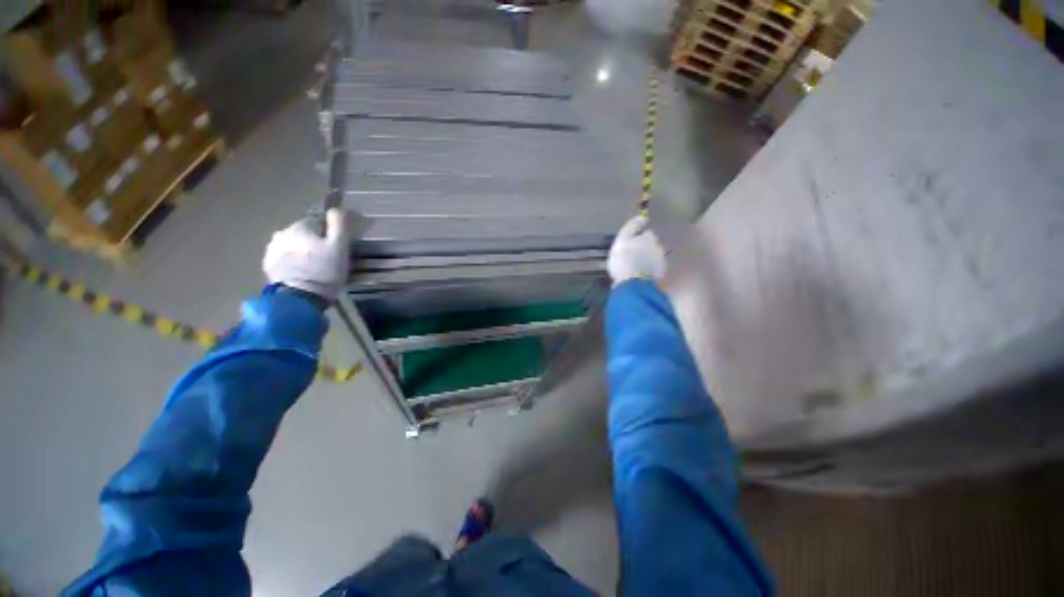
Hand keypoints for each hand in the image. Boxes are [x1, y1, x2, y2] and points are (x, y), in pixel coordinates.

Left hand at [263, 208, 349, 302]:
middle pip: (304, 233)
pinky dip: (294, 262)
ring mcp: (272, 250)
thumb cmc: (324, 270)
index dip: (330, 234)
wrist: (300, 298)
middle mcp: (282, 233)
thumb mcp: (340, 246)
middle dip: (315, 242)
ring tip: (315, 267)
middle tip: (328, 259)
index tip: (338, 247)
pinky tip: (303, 273)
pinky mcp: (268, 266)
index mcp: (300, 226)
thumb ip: (339, 224)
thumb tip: (337, 208)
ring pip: (293, 245)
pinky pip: (285, 258)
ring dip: (303, 252)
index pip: (318, 222)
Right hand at [608, 215, 664, 285]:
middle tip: (634, 254)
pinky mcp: (660, 274)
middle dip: (645, 248)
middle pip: (652, 245)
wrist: (633, 284)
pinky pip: (653, 268)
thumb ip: (632, 227)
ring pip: (653, 256)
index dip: (640, 237)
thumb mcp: (622, 240)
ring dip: (647, 258)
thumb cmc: (624, 260)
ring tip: (637, 265)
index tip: (632, 243)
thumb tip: (642, 216)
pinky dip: (648, 269)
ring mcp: (661, 261)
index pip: (647, 233)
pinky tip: (640, 273)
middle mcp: (658, 247)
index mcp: (649, 237)